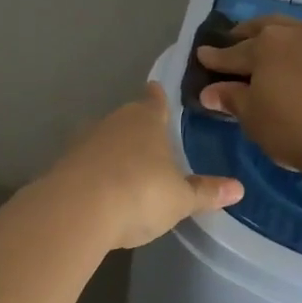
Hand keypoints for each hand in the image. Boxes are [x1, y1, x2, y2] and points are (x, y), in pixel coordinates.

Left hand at [45, 82, 242, 249]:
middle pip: (128, 119)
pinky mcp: (62, 167)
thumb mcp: (181, 199)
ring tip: (128, 170)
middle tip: (151, 141)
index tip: (156, 90)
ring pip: (104, 141)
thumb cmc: (140, 193)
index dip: (158, 97)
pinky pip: (85, 165)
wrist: (76, 212)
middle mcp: (113, 123)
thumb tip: (239, 189)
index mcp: (146, 120)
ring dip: (114, 152)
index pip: (155, 100)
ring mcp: (83, 143)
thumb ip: (206, 192)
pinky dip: (95, 174)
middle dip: (137, 128)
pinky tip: (102, 192)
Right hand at [198, 11, 301, 206]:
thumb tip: (210, 91)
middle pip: (272, 26)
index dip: (217, 56)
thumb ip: (232, 98)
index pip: (234, 51)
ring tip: (299, 39)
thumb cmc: (291, 128)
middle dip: (252, 32)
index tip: (203, 55)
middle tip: (241, 39)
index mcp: (268, 45)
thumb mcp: (252, 117)